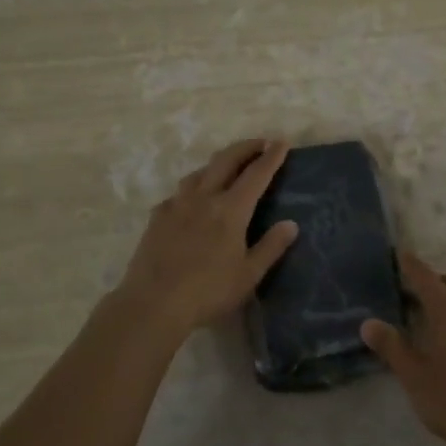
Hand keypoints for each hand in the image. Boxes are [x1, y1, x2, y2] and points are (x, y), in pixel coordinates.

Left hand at [113, 139, 298, 337]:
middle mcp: (203, 198)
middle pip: (226, 160)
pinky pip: (179, 193)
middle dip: (245, 147)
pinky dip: (193, 188)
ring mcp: (177, 205)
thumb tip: (291, 224)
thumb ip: (271, 247)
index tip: (282, 142)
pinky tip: (193, 200)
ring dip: (218, 163)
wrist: (153, 303)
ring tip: (228, 167)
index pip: (256, 174)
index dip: (271, 157)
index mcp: (230, 210)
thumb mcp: (248, 275)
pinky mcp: (157, 217)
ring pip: (199, 172)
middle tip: (260, 143)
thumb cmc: (208, 292)